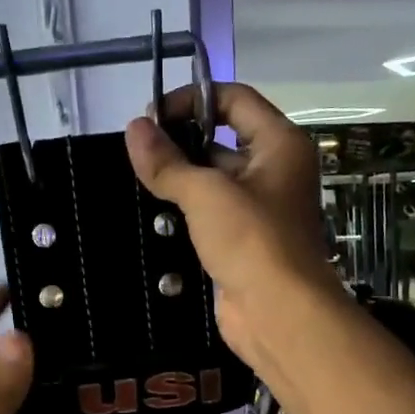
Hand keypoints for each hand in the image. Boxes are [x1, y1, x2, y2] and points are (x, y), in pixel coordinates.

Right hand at [125, 82, 339, 366]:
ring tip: (138, 181)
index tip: (151, 116)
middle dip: (181, 142)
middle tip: (138, 152)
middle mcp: (275, 170)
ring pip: (214, 181)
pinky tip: (153, 215)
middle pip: (224, 139)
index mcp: (280, 144)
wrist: (278, 314)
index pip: (235, 99)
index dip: (192, 99)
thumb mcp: (206, 194)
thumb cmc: (252, 241)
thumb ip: (168, 162)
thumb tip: (134, 128)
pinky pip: (211, 215)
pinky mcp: (244, 242)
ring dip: (180, 180)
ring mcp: (260, 209)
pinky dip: (185, 213)